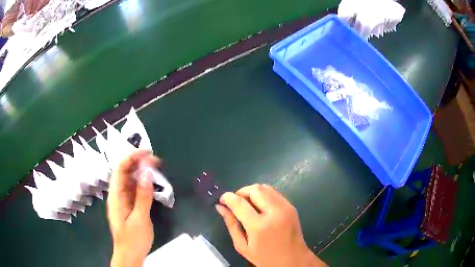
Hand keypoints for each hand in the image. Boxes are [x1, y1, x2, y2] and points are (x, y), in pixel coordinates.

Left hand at [107, 150, 157, 266]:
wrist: (130, 255)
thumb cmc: (133, 240)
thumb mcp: (140, 219)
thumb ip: (143, 196)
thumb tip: (147, 173)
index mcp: (116, 196)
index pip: (120, 169)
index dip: (132, 157)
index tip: (148, 152)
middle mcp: (117, 194)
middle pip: (125, 172)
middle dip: (138, 162)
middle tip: (156, 160)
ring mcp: (123, 200)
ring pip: (130, 179)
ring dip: (142, 171)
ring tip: (156, 168)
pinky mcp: (129, 205)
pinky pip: (135, 189)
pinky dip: (143, 183)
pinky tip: (152, 182)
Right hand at [216, 184, 325, 266]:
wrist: (293, 260)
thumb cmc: (265, 258)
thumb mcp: (243, 246)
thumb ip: (231, 225)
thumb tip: (220, 207)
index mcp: (259, 226)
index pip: (239, 203)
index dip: (227, 197)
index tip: (222, 200)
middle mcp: (274, 212)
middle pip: (254, 189)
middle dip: (241, 192)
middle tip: (236, 203)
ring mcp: (286, 208)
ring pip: (265, 188)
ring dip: (252, 192)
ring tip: (247, 204)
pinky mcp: (291, 207)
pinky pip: (274, 193)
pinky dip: (263, 196)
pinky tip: (260, 207)